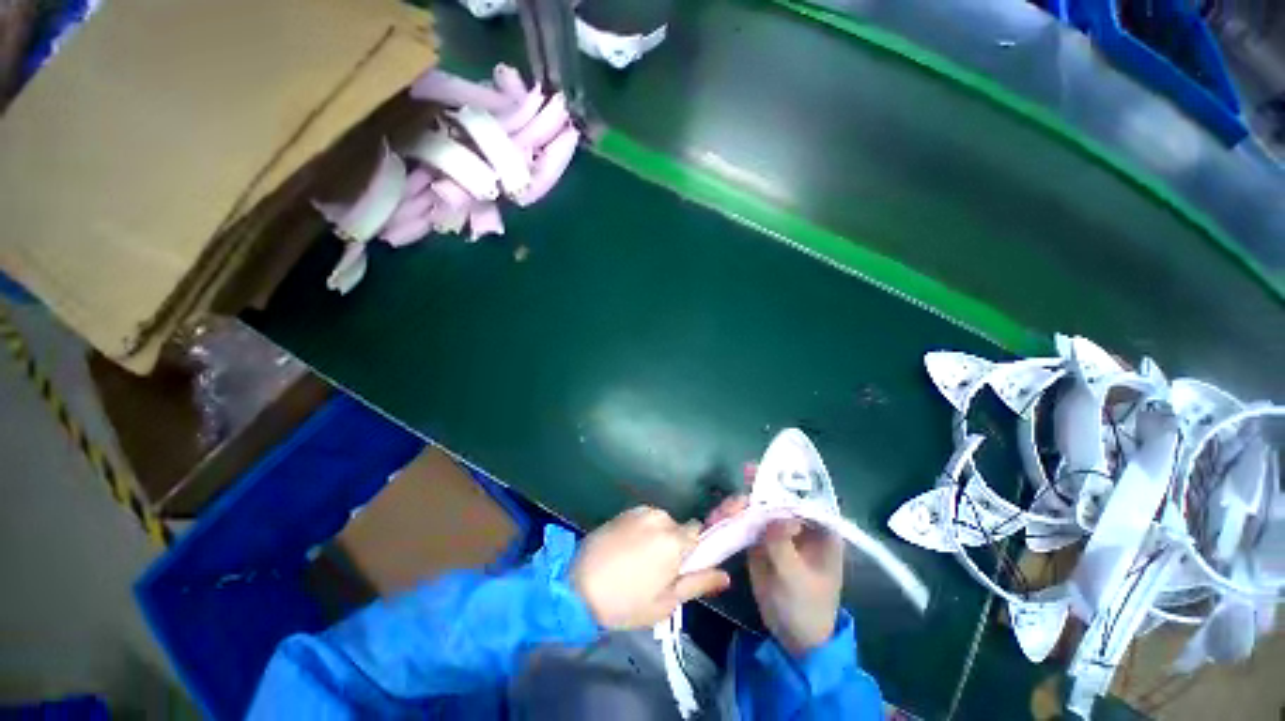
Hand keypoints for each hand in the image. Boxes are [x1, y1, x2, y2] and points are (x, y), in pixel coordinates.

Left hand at [571, 506, 731, 629]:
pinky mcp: (624, 511)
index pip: (699, 532)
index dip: (694, 549)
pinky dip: (642, 531)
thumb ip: (698, 584)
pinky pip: (644, 519)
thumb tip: (726, 575)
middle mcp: (660, 517)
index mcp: (674, 540)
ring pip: (661, 522)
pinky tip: (626, 550)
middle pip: (679, 527)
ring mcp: (640, 511)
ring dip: (657, 537)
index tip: (683, 566)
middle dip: (674, 544)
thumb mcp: (665, 602)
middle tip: (657, 571)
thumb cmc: (625, 601)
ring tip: (638, 561)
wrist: (577, 584)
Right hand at [708, 495, 843, 657]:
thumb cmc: (807, 607)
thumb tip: (777, 516)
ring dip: (737, 504)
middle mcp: (798, 523)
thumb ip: (784, 545)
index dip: (782, 480)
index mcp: (820, 529)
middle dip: (753, 490)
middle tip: (734, 498)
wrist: (792, 637)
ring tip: (721, 512)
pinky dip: (730, 517)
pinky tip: (716, 518)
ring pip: (756, 506)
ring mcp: (777, 530)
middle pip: (775, 496)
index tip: (758, 470)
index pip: (803, 495)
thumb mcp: (797, 578)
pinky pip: (744, 521)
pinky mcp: (759, 540)